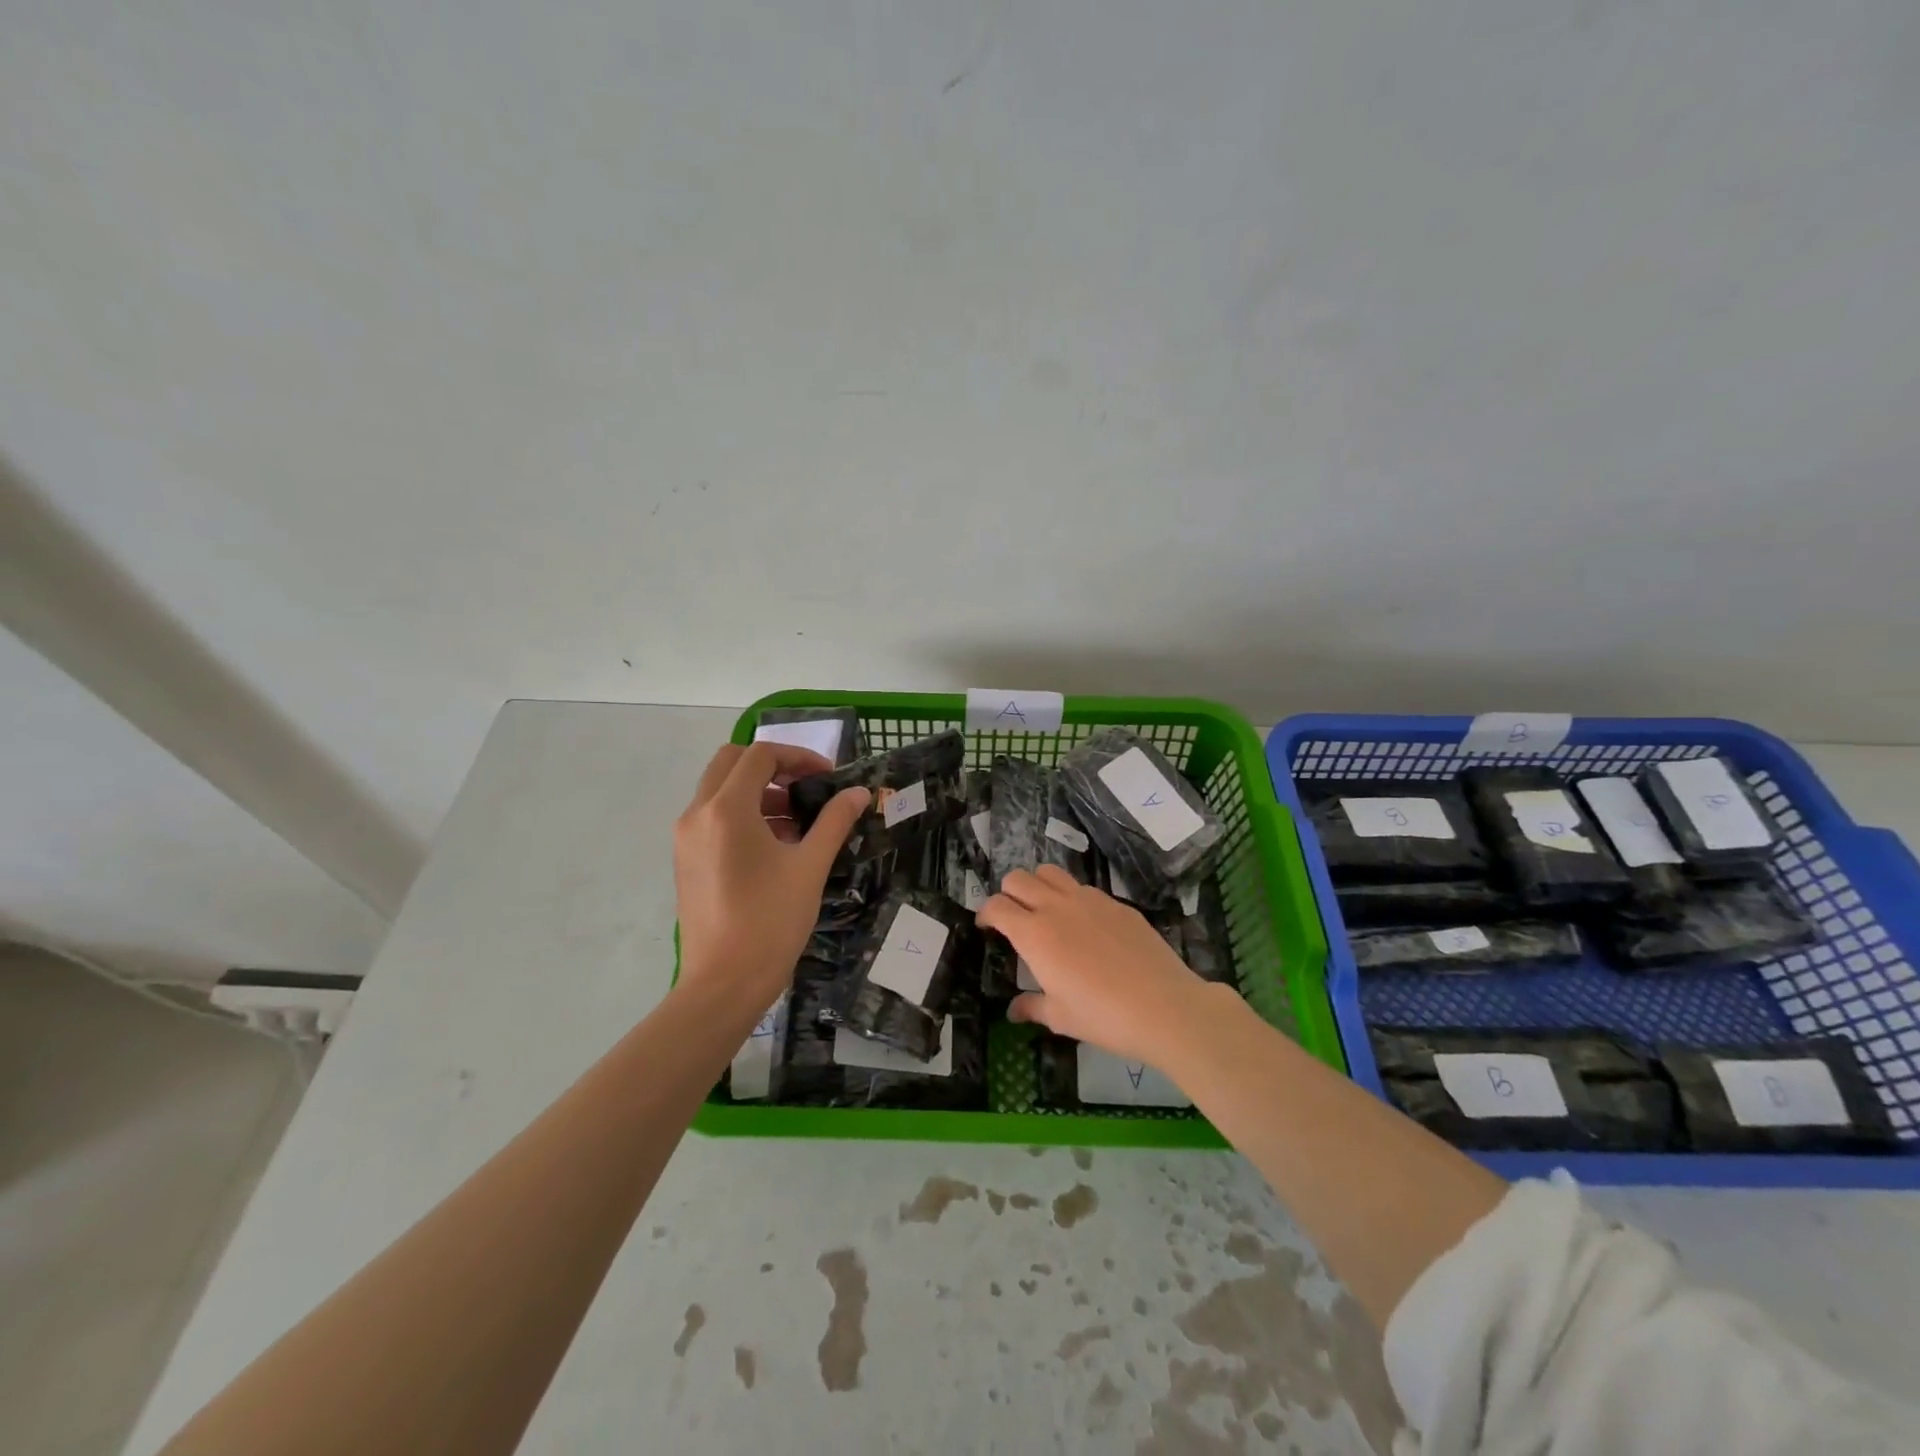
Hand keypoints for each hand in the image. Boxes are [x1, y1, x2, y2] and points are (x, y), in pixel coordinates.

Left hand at [674, 742, 868, 1008]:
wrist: (724, 984)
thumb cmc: (770, 922)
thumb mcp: (810, 867)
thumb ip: (834, 821)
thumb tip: (859, 793)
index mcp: (727, 810)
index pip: (760, 755)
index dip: (798, 757)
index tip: (827, 777)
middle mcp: (697, 814)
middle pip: (731, 761)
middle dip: (772, 766)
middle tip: (805, 788)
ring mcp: (685, 837)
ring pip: (719, 789)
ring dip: (757, 790)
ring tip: (795, 822)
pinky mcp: (685, 859)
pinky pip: (712, 816)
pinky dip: (742, 814)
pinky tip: (773, 846)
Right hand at [978, 865, 1217, 1064]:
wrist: (1164, 1006)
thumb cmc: (1103, 1016)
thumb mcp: (1060, 1017)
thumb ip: (1032, 1007)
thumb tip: (1014, 1010)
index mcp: (1034, 934)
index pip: (997, 906)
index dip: (986, 914)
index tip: (988, 927)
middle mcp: (1056, 907)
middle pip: (1018, 879)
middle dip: (1008, 893)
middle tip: (1014, 918)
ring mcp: (1089, 899)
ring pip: (1050, 872)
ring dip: (1038, 885)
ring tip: (1045, 910)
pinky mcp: (1116, 903)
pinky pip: (1083, 887)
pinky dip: (1072, 897)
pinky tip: (1085, 924)